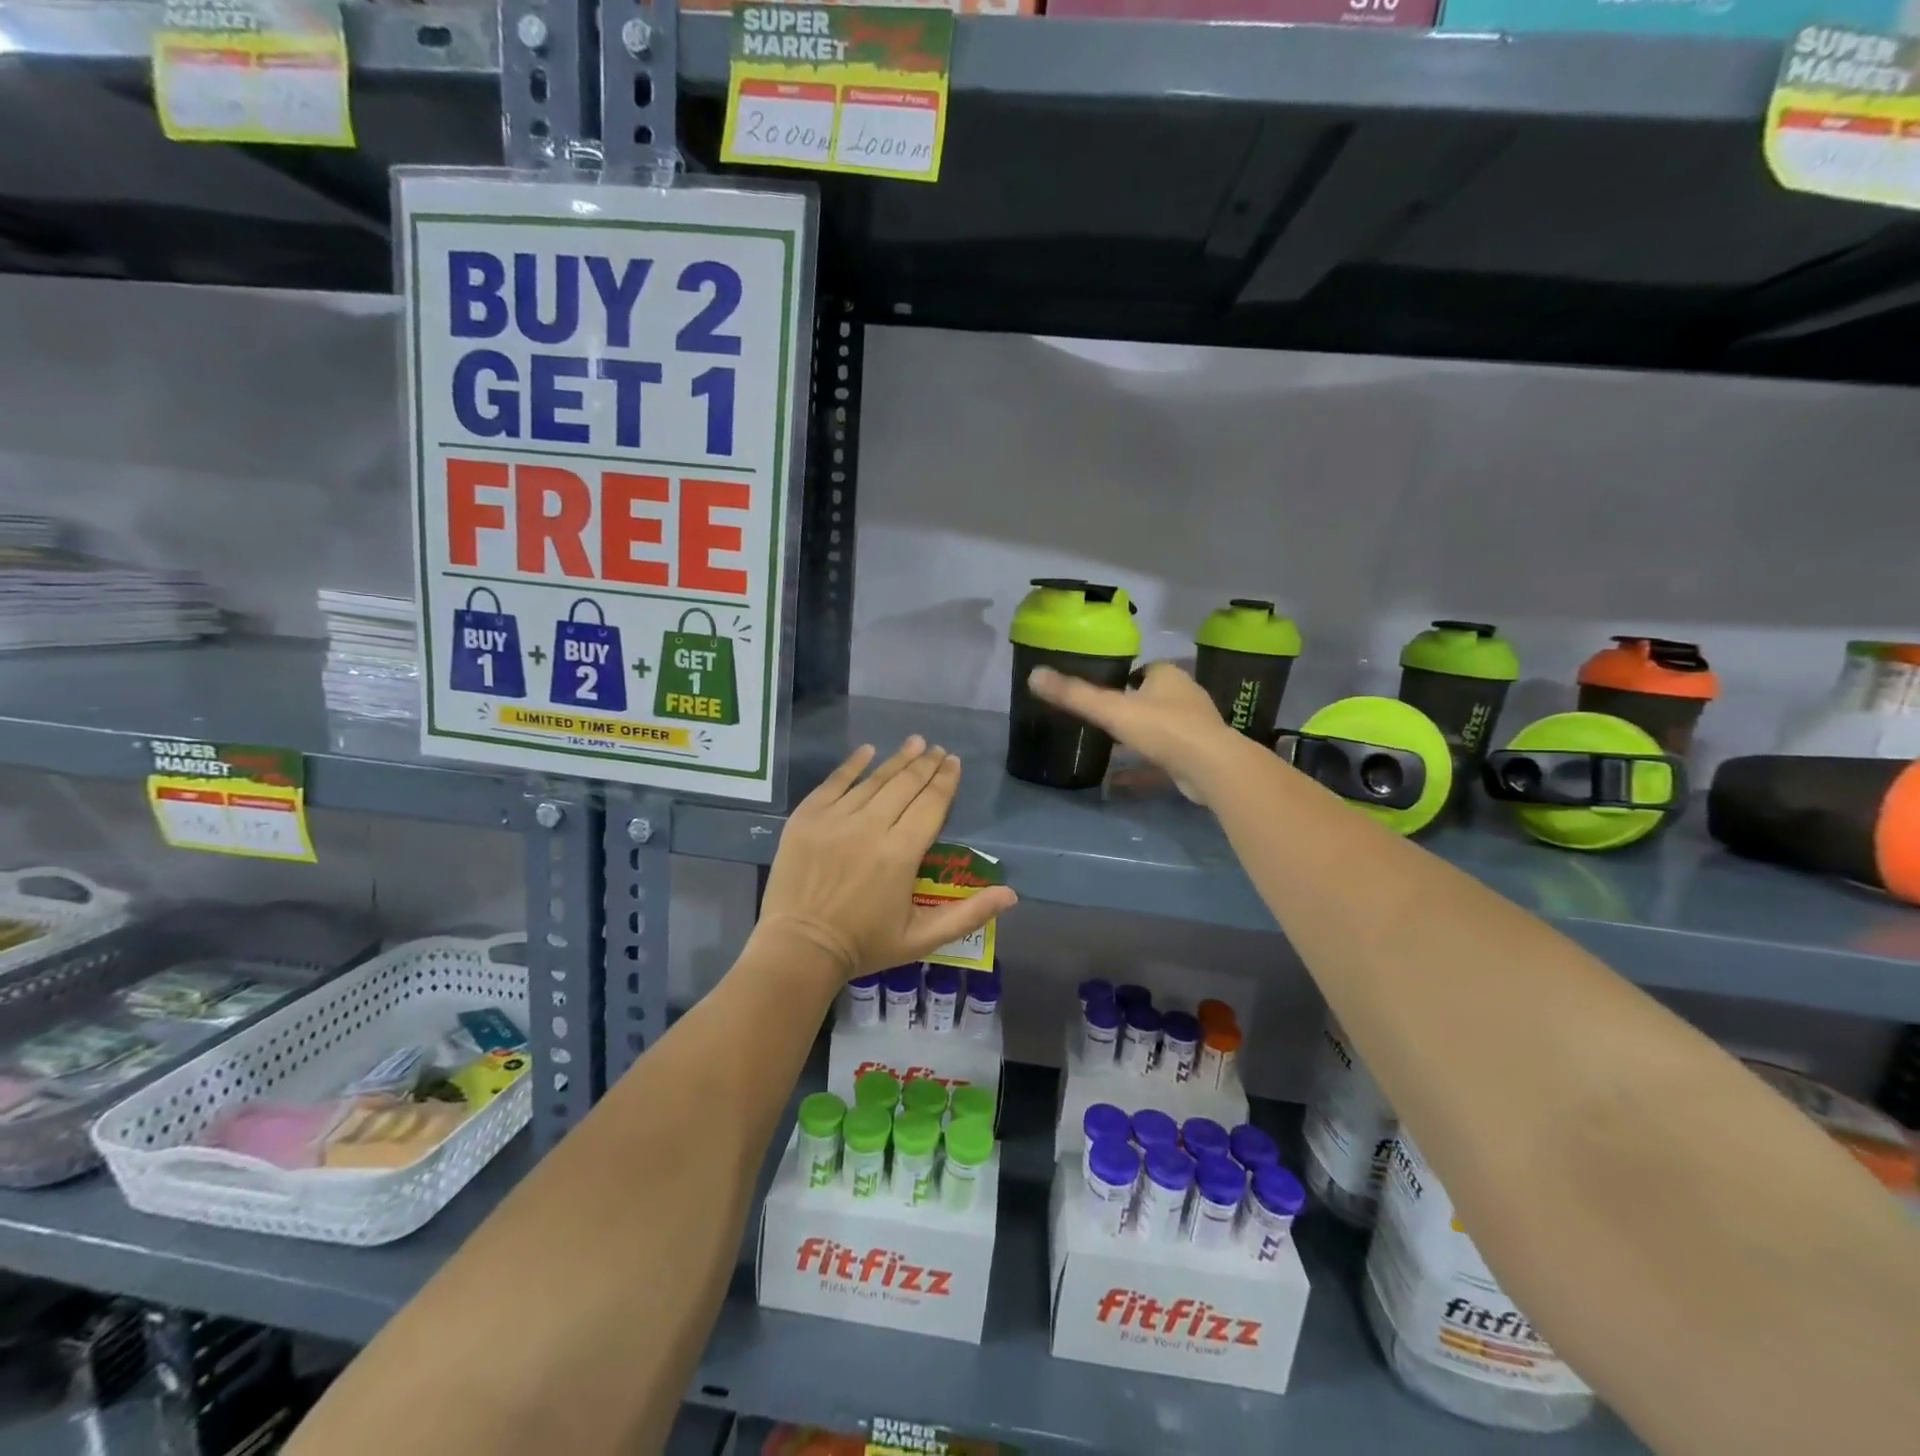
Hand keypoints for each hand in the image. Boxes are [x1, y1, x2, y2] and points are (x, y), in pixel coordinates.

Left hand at [756, 737, 1018, 982]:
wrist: (799, 948)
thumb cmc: (865, 944)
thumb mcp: (923, 937)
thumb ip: (969, 914)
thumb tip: (1011, 893)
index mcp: (901, 853)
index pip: (931, 805)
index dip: (945, 780)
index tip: (953, 761)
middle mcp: (870, 827)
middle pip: (905, 785)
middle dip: (925, 764)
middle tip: (937, 748)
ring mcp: (835, 819)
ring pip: (873, 780)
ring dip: (896, 759)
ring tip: (914, 743)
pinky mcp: (807, 818)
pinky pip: (834, 782)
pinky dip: (852, 765)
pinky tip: (867, 750)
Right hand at [1028, 661, 1243, 805]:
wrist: (1211, 767)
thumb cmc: (1163, 728)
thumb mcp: (1112, 710)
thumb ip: (1074, 695)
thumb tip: (1033, 675)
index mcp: (1168, 677)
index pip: (1145, 670)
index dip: (1124, 678)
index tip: (1103, 691)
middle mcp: (1185, 697)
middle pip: (1153, 699)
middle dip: (1131, 708)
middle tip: (1101, 720)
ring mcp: (1194, 729)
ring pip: (1161, 729)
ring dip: (1139, 738)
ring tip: (1108, 748)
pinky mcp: (1197, 758)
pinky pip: (1163, 760)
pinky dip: (1141, 769)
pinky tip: (1117, 783)